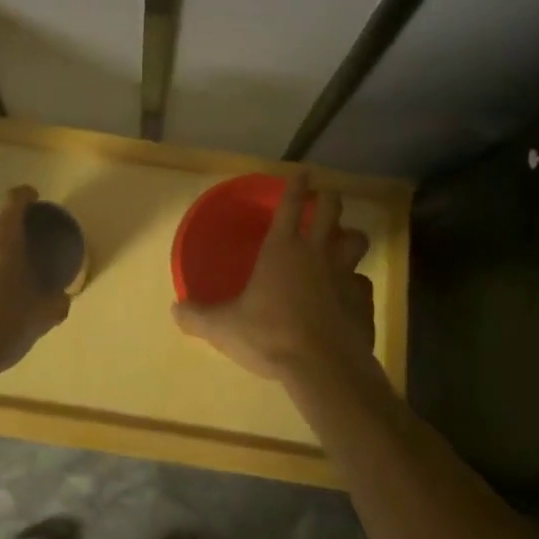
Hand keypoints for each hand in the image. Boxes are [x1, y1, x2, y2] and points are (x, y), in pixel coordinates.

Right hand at [172, 172, 376, 384]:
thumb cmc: (270, 336)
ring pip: (357, 240)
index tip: (303, 172)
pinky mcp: (362, 299)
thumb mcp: (225, 327)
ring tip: (346, 242)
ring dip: (351, 238)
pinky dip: (358, 285)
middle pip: (331, 209)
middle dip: (329, 199)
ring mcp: (344, 274)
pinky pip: (363, 283)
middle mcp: (316, 252)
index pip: (290, 204)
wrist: (322, 366)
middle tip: (326, 199)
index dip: (296, 185)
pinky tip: (351, 296)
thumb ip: (199, 316)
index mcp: (282, 248)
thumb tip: (175, 309)